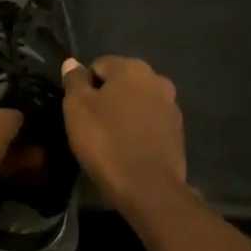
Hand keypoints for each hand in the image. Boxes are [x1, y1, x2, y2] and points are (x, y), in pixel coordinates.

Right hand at [61, 56, 188, 211]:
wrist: (148, 187)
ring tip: (109, 139)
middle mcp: (157, 79)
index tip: (77, 111)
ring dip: (123, 113)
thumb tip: (72, 62)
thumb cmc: (106, 142)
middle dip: (106, 98)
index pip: (98, 65)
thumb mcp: (77, 109)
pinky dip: (138, 130)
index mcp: (132, 68)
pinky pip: (150, 122)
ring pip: (137, 102)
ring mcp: (171, 106)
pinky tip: (128, 149)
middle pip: (121, 82)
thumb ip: (74, 81)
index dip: (83, 86)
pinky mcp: (178, 131)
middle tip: (90, 125)